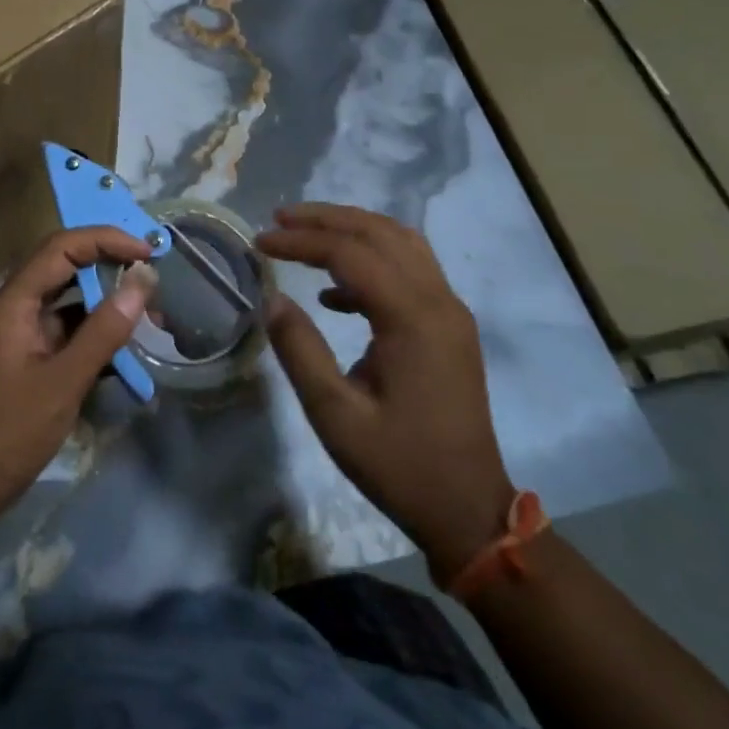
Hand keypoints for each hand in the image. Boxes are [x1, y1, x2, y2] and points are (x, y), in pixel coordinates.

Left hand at [0, 226, 157, 521]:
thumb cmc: (11, 430)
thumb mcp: (65, 380)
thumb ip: (105, 329)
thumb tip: (143, 280)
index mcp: (15, 301)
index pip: (62, 247)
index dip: (106, 240)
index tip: (148, 252)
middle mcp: (18, 306)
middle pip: (67, 266)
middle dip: (111, 266)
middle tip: (155, 278)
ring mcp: (25, 332)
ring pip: (72, 299)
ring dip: (109, 302)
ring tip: (152, 316)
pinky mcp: (34, 356)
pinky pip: (71, 329)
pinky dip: (99, 331)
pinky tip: (129, 347)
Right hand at [256, 204, 513, 580]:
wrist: (469, 510)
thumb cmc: (399, 465)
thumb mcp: (335, 415)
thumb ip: (300, 350)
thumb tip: (272, 299)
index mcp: (413, 320)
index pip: (351, 254)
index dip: (302, 241)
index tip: (259, 242)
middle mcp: (439, 303)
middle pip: (380, 233)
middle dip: (326, 219)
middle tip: (278, 218)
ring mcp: (450, 312)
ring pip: (401, 243)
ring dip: (351, 230)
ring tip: (304, 233)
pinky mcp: (449, 327)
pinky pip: (410, 270)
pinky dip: (370, 261)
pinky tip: (333, 293)